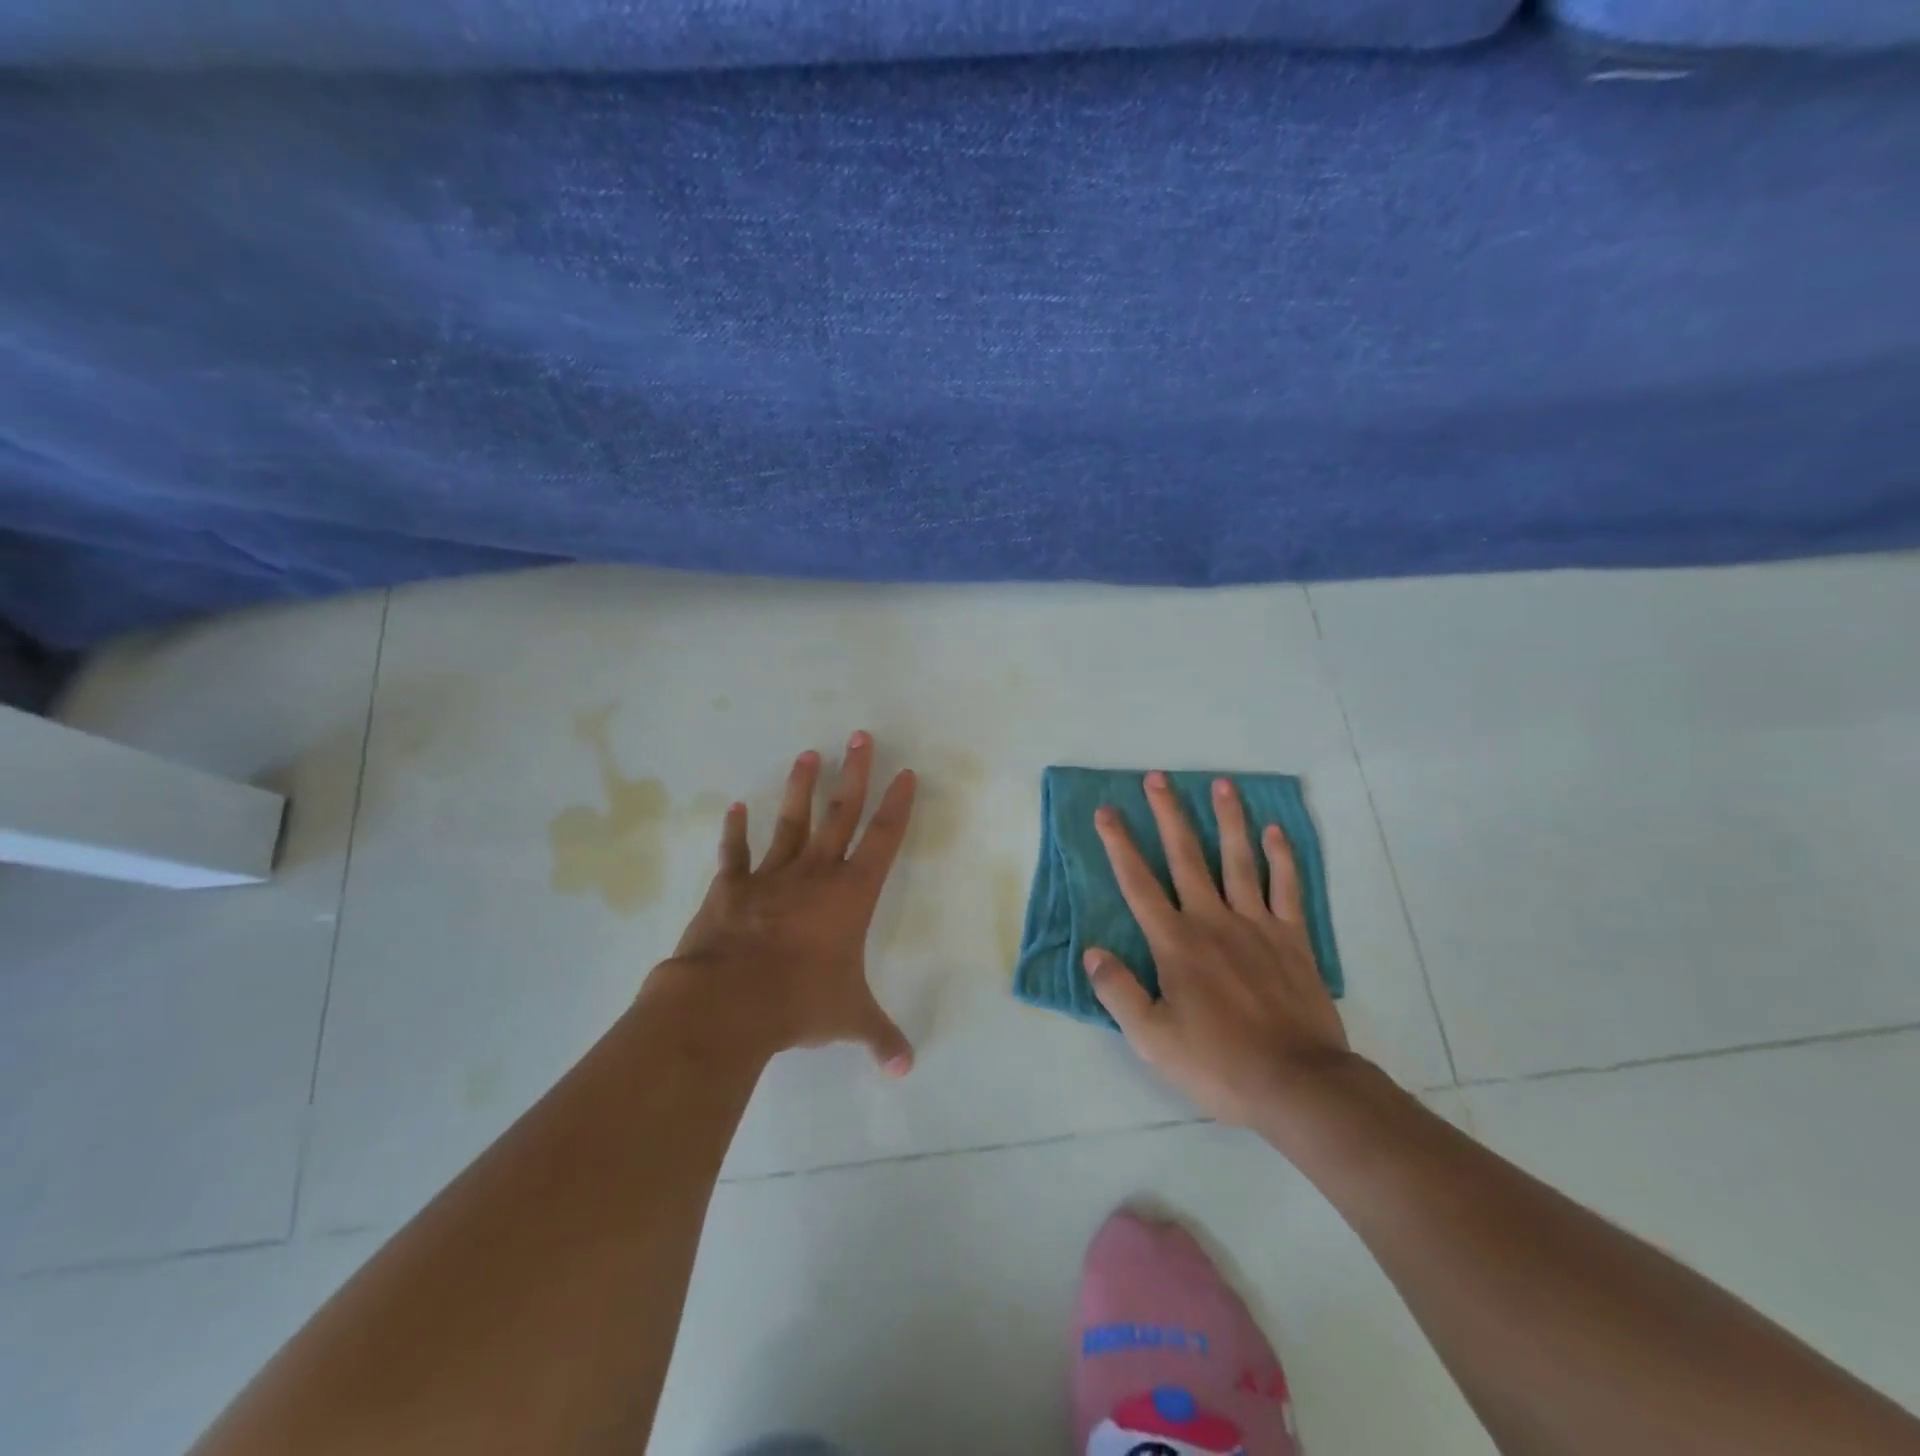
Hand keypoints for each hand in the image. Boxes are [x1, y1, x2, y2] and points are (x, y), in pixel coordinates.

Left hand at [649, 731, 917, 1075]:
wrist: (728, 1001)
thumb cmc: (799, 1002)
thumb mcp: (848, 1020)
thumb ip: (879, 1037)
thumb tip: (904, 1069)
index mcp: (850, 895)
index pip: (883, 839)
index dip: (898, 805)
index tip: (906, 773)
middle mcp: (816, 874)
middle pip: (841, 813)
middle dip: (855, 774)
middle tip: (861, 736)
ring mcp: (771, 876)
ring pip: (793, 822)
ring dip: (801, 788)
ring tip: (808, 754)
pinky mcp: (731, 887)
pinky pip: (736, 853)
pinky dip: (736, 831)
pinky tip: (737, 807)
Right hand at [1086, 772, 1353, 1126]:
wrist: (1297, 1083)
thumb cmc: (1218, 1063)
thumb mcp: (1152, 1039)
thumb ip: (1118, 991)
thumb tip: (1092, 952)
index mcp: (1175, 943)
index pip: (1138, 884)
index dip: (1119, 845)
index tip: (1107, 811)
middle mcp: (1212, 921)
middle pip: (1186, 856)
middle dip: (1169, 815)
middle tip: (1158, 777)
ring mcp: (1257, 925)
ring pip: (1238, 860)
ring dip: (1228, 820)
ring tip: (1222, 784)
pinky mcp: (1292, 938)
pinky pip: (1287, 888)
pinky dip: (1282, 857)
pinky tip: (1276, 831)